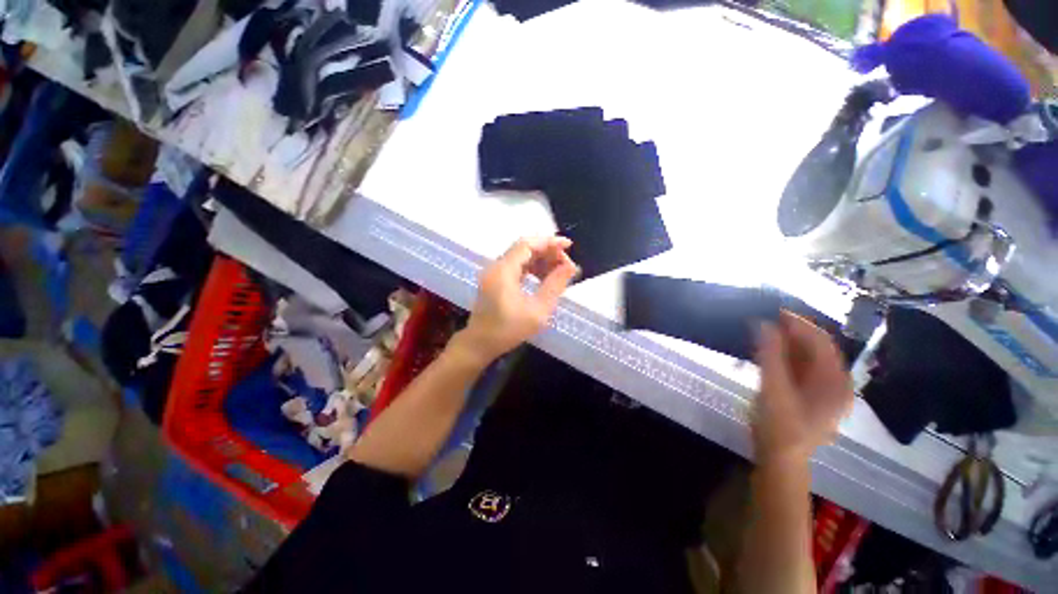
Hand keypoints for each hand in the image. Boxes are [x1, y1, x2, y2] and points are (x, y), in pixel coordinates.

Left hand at [454, 237, 578, 364]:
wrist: (480, 344)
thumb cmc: (509, 330)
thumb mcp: (538, 310)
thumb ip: (555, 285)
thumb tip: (571, 266)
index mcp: (503, 270)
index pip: (527, 244)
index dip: (549, 242)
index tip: (569, 246)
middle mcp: (496, 266)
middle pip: (524, 248)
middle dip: (547, 252)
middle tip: (566, 264)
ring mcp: (493, 273)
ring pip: (520, 257)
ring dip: (540, 260)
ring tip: (558, 272)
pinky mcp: (494, 281)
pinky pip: (515, 267)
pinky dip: (531, 268)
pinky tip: (543, 279)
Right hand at [752, 311, 852, 464]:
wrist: (780, 459)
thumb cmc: (779, 426)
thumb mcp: (773, 389)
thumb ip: (770, 355)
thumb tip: (764, 324)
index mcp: (835, 382)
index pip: (822, 342)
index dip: (799, 324)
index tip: (774, 311)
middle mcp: (836, 384)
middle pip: (817, 349)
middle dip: (792, 333)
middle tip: (765, 322)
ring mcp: (824, 392)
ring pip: (808, 359)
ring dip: (787, 344)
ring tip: (763, 334)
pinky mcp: (811, 397)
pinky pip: (802, 369)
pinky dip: (786, 357)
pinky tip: (769, 353)